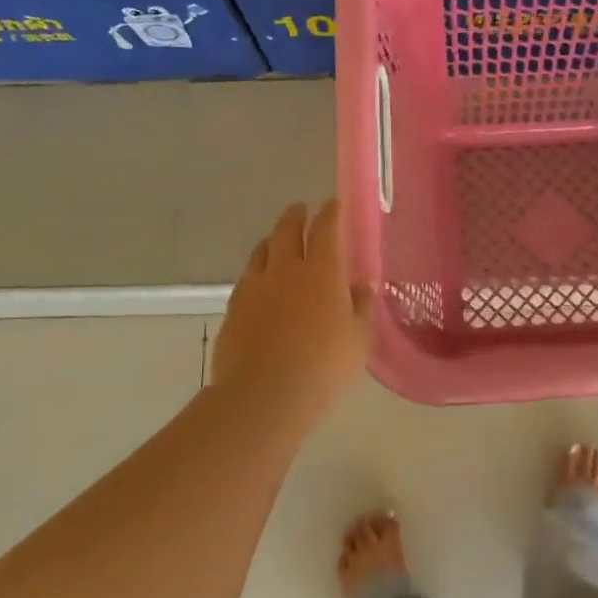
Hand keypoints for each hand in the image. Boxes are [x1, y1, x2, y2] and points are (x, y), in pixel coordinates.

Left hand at [212, 200, 369, 420]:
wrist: (265, 394)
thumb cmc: (324, 365)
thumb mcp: (358, 338)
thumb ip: (361, 308)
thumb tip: (363, 286)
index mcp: (322, 271)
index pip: (326, 229)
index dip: (331, 213)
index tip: (334, 203)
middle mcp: (286, 269)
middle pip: (287, 231)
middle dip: (295, 217)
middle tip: (300, 210)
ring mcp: (255, 288)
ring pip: (261, 252)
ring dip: (271, 240)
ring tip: (276, 240)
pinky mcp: (234, 309)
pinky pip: (247, 279)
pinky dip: (256, 271)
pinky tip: (259, 282)